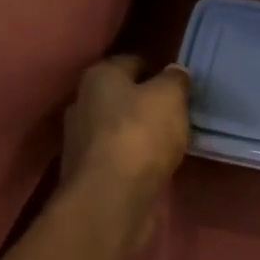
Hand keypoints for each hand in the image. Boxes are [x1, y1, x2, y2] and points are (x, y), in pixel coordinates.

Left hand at [61, 56, 191, 211]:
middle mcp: (82, 104)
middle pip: (122, 97)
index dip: (156, 69)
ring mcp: (81, 142)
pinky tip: (154, 166)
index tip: (178, 84)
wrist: (111, 198)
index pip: (131, 62)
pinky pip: (118, 157)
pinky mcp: (89, 174)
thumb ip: (175, 80)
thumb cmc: (140, 135)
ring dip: (140, 134)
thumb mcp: (170, 97)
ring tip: (170, 142)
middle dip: (146, 103)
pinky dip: (135, 159)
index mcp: (98, 77)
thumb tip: (174, 72)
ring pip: (119, 129)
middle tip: (177, 114)